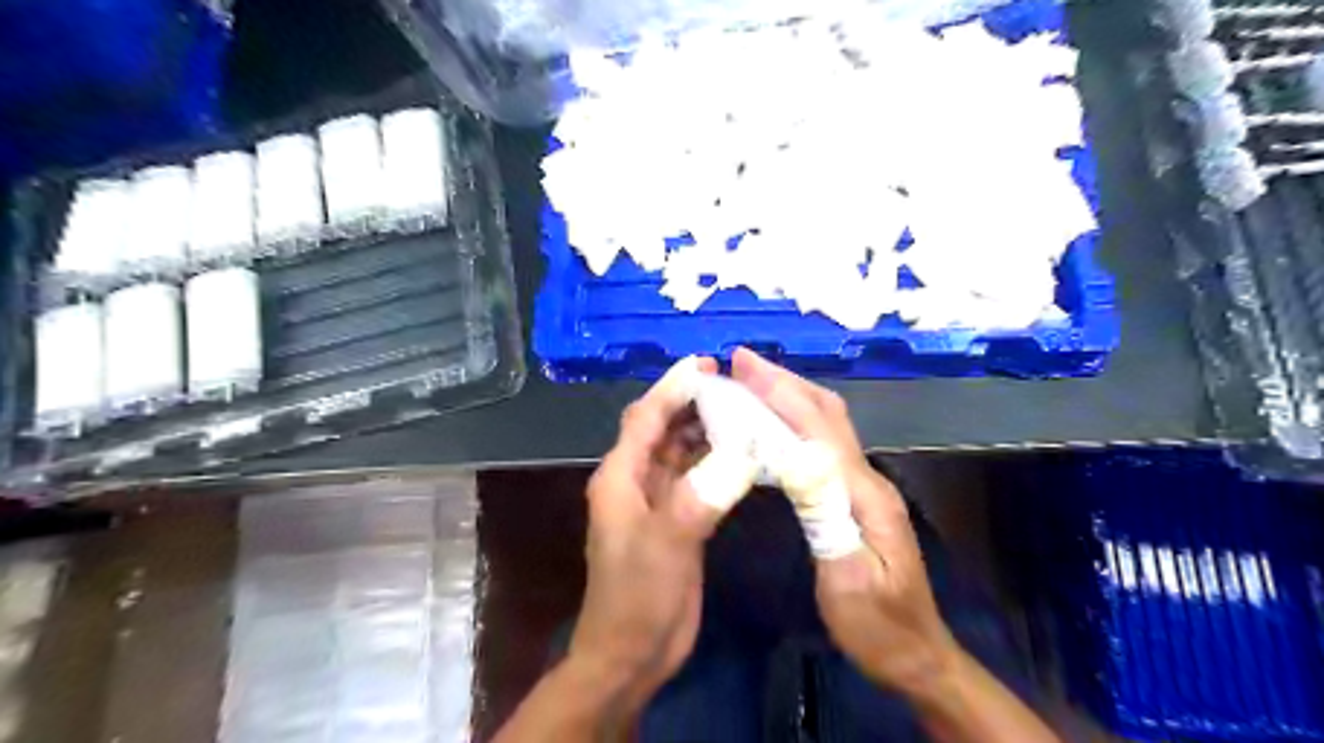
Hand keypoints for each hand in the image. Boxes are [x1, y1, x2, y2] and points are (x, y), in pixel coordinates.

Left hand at [570, 356, 754, 722]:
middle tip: (735, 384)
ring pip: (680, 451)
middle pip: (662, 428)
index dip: (673, 387)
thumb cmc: (637, 598)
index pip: (646, 418)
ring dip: (706, 430)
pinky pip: (695, 477)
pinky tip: (743, 454)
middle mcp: (635, 481)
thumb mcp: (665, 546)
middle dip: (693, 403)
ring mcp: (656, 501)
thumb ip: (698, 498)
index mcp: (621, 477)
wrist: (632, 654)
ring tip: (744, 410)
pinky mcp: (677, 520)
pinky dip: (715, 461)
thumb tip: (739, 455)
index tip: (706, 363)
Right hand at [729, 348, 958, 695]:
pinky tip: (774, 424)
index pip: (818, 430)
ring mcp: (863, 486)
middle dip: (785, 382)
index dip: (781, 393)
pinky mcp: (855, 497)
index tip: (745, 366)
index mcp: (864, 494)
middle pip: (827, 415)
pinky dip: (796, 421)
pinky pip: (823, 445)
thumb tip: (798, 459)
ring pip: (827, 425)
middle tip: (742, 362)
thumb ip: (826, 519)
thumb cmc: (878, 626)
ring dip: (790, 395)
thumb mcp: (848, 583)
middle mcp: (867, 478)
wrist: (916, 654)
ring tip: (752, 382)